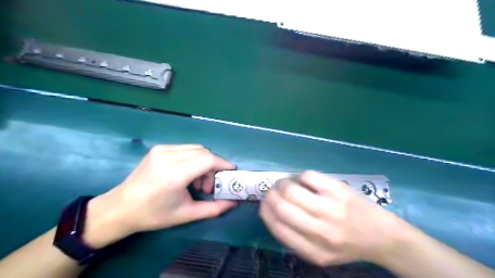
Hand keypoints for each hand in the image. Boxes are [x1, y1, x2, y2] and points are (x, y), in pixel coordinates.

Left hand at [80, 144, 237, 247]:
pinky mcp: (158, 149)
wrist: (120, 208)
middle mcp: (168, 157)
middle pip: (204, 152)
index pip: (207, 160)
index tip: (231, 171)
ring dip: (204, 162)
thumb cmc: (154, 215)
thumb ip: (213, 208)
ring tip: (198, 181)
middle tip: (210, 184)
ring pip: (196, 149)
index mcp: (174, 174)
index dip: (223, 164)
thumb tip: (234, 202)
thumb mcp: (186, 214)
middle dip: (214, 166)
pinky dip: (193, 158)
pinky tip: (187, 173)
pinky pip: (185, 149)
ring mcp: (161, 150)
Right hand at [260, 170, 411, 266]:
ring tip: (285, 183)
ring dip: (282, 183)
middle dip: (270, 195)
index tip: (265, 204)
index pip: (277, 227)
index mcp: (312, 251)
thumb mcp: (319, 255)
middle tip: (272, 191)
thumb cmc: (348, 246)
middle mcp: (320, 231)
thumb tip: (272, 212)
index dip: (265, 211)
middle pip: (281, 206)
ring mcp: (330, 208)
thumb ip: (294, 239)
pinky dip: (300, 176)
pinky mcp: (339, 190)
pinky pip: (308, 176)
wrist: (383, 237)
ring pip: (291, 189)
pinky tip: (304, 181)